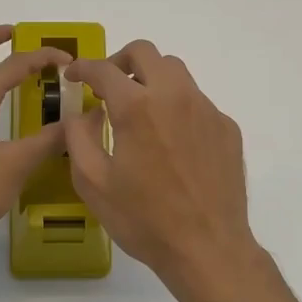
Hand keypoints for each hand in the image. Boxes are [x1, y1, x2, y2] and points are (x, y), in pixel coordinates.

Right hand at [65, 41, 265, 301]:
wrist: (208, 248)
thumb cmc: (144, 219)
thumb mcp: (93, 183)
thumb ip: (79, 137)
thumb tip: (84, 112)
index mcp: (137, 107)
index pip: (104, 70)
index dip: (83, 68)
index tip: (74, 76)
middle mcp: (175, 96)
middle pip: (147, 53)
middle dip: (120, 61)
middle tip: (108, 86)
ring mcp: (206, 110)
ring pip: (176, 72)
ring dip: (151, 79)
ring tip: (140, 110)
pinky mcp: (226, 127)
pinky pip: (197, 102)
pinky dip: (177, 107)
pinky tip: (171, 141)